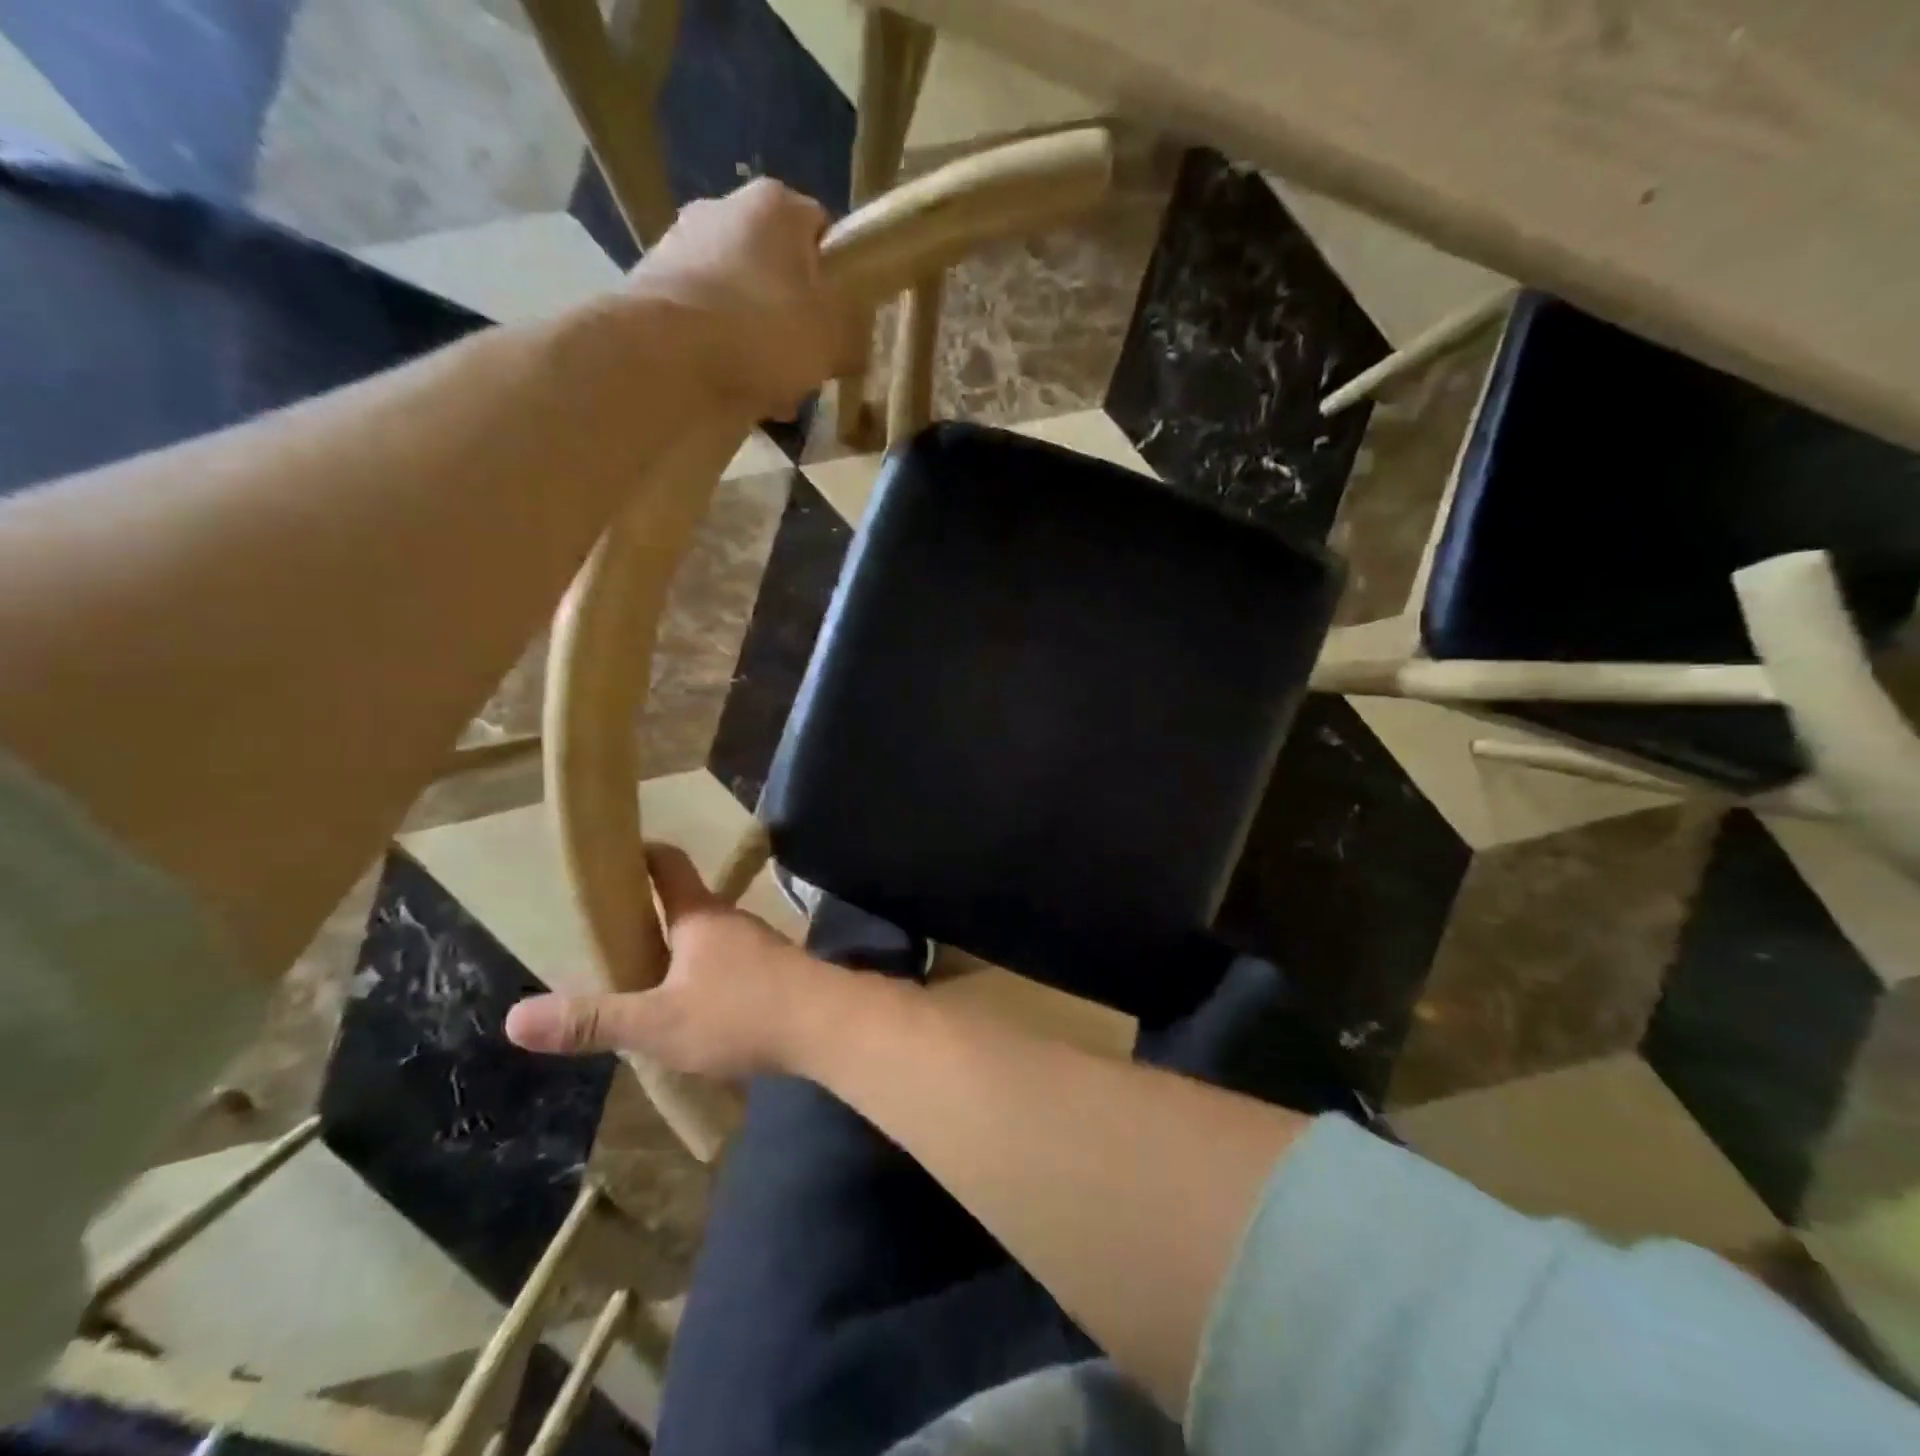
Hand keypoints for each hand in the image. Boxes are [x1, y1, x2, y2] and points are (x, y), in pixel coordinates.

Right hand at [503, 844, 842, 1077]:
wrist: (828, 1025)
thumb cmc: (741, 1013)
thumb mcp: (658, 1023)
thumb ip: (593, 1020)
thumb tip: (514, 1019)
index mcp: (699, 916)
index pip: (667, 865)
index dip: (640, 854)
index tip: (613, 856)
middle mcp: (731, 921)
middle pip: (686, 904)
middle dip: (650, 917)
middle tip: (611, 939)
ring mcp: (760, 946)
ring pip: (710, 940)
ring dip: (680, 953)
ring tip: (648, 983)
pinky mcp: (779, 974)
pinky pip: (733, 967)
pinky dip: (708, 978)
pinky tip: (698, 1011)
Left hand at [627, 178, 858, 419]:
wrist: (664, 357)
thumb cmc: (763, 333)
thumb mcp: (833, 340)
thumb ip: (853, 335)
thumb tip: (852, 342)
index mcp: (775, 205)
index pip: (823, 232)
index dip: (838, 282)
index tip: (841, 325)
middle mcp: (723, 209)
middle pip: (780, 271)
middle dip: (796, 320)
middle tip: (808, 366)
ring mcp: (680, 246)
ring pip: (743, 301)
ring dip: (761, 343)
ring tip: (772, 392)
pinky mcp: (653, 288)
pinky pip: (707, 322)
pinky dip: (724, 352)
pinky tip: (735, 390)